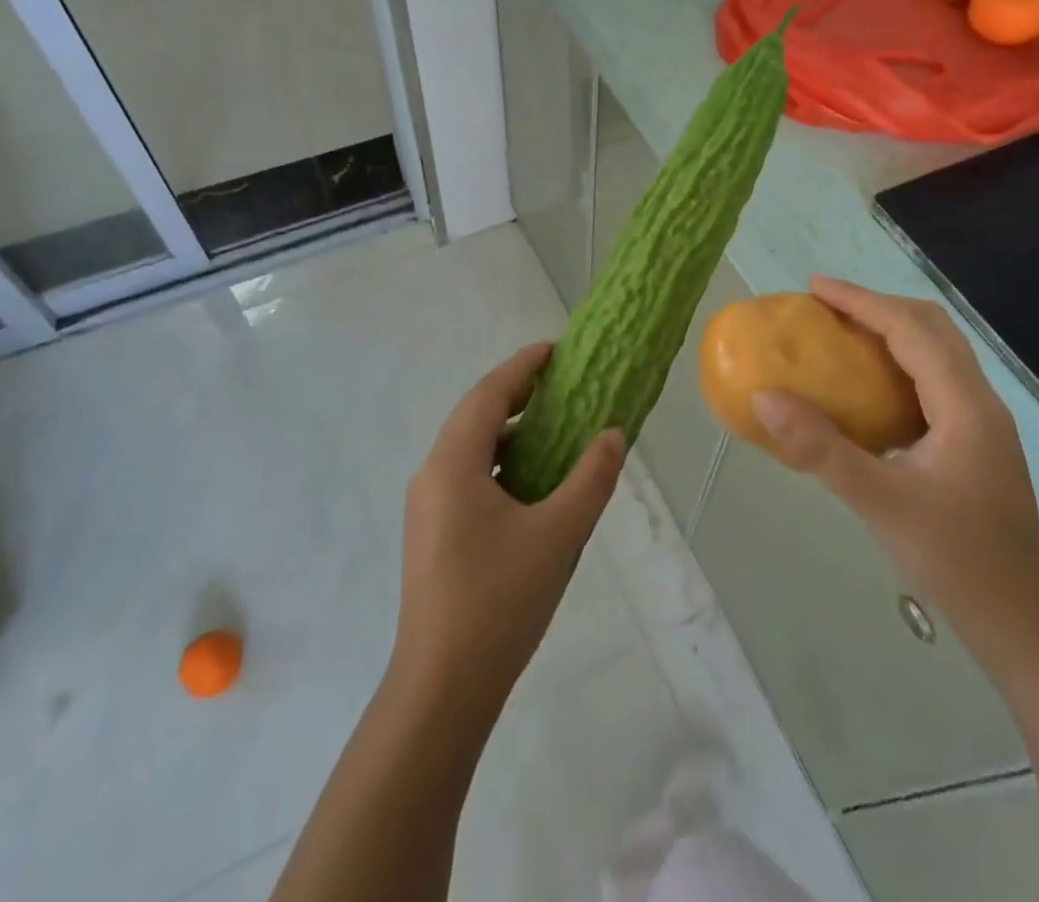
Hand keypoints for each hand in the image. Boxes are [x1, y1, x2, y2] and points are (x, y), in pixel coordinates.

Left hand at [390, 344, 624, 718]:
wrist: (442, 688)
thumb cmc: (500, 601)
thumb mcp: (558, 535)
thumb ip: (590, 479)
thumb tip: (612, 435)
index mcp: (453, 463)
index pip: (488, 394)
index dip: (522, 367)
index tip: (555, 349)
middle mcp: (432, 474)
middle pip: (474, 415)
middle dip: (515, 394)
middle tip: (559, 384)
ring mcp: (427, 506)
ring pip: (468, 447)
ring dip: (506, 430)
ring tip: (551, 428)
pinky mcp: (431, 533)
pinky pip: (466, 476)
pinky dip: (498, 462)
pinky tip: (528, 482)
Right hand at [753, 279, 1038, 641]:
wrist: (1022, 623)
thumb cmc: (955, 559)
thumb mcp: (879, 502)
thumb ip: (820, 448)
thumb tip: (763, 397)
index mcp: (965, 405)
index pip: (911, 329)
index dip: (861, 301)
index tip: (813, 287)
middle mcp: (978, 402)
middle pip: (930, 328)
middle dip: (875, 306)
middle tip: (823, 308)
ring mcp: (980, 423)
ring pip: (935, 352)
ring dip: (888, 331)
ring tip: (838, 335)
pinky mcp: (972, 442)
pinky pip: (931, 380)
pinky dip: (895, 363)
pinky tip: (864, 390)